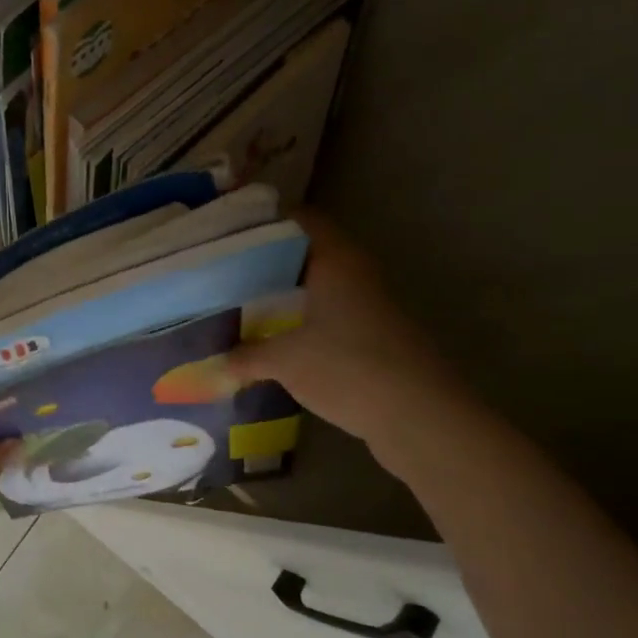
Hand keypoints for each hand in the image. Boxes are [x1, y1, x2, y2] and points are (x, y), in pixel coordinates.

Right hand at [228, 212, 459, 439]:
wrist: (419, 417)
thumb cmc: (348, 368)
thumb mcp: (285, 361)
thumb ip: (247, 355)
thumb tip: (218, 360)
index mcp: (336, 261)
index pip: (301, 220)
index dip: (266, 220)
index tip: (230, 233)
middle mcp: (356, 274)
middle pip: (307, 253)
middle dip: (267, 262)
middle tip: (225, 273)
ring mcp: (370, 306)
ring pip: (319, 287)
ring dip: (285, 296)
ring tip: (242, 306)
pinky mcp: (374, 337)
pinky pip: (329, 316)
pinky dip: (302, 322)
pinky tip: (274, 341)